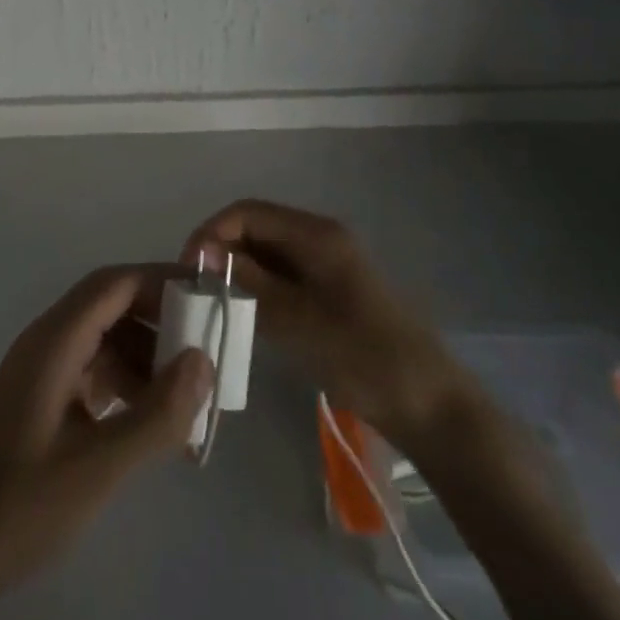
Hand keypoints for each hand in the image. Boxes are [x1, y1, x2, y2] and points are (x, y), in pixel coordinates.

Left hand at [0, 266, 213, 619]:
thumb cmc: (16, 505)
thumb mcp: (97, 467)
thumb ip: (155, 414)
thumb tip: (203, 361)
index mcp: (54, 340)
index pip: (115, 284)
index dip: (162, 282)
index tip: (209, 299)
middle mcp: (46, 343)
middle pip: (111, 308)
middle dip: (160, 325)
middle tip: (205, 356)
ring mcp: (39, 374)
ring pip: (102, 343)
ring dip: (144, 362)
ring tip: (184, 405)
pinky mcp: (37, 404)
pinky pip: (89, 375)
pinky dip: (123, 388)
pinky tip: (146, 426)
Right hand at [183, 200, 459, 436]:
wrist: (431, 407)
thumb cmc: (366, 359)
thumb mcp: (300, 322)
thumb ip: (251, 283)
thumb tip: (203, 252)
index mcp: (317, 234)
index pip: (247, 213)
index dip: (212, 232)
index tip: (188, 269)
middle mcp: (320, 238)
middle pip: (256, 228)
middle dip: (221, 251)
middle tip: (196, 290)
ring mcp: (326, 264)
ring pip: (266, 252)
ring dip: (237, 271)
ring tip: (213, 303)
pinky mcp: (329, 290)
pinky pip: (281, 275)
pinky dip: (258, 288)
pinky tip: (245, 315)